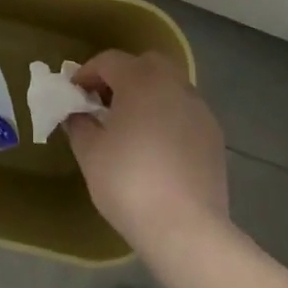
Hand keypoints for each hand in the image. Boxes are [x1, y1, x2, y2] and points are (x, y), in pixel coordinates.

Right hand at [66, 50, 229, 250]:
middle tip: (104, 103)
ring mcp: (198, 108)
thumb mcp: (90, 153)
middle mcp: (173, 84)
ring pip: (169, 85)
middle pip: (145, 64)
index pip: (109, 61)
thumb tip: (77, 114)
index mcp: (140, 81)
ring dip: (147, 94)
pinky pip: (185, 110)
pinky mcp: (214, 133)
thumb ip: (79, 124)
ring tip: (131, 124)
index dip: (87, 73)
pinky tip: (157, 145)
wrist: (185, 227)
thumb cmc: (129, 183)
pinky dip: (167, 114)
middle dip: (122, 76)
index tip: (74, 93)